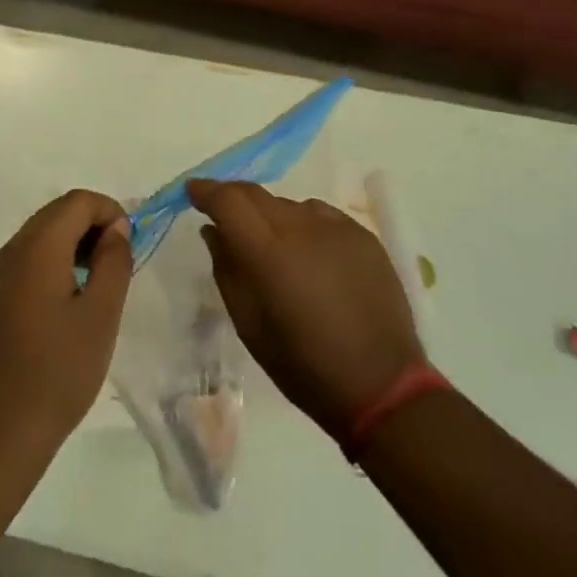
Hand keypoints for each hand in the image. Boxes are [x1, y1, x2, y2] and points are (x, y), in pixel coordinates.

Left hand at [0, 189, 133, 471]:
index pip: (77, 201)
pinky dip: (54, 263)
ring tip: (99, 284)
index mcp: (37, 248)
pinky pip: (27, 261)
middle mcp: (11, 251)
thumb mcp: (100, 315)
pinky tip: (69, 303)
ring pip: (41, 236)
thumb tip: (116, 228)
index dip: (110, 211)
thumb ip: (113, 262)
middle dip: (93, 225)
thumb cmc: (58, 372)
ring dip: (74, 244)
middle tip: (119, 263)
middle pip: (57, 213)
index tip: (131, 245)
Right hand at [190, 179, 424, 441]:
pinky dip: (305, 225)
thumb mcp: (250, 325)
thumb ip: (227, 270)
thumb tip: (213, 231)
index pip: (228, 200)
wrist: (383, 386)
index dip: (206, 191)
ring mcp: (337, 228)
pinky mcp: (364, 235)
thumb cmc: (304, 366)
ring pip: (289, 205)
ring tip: (275, 248)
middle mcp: (301, 227)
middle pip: (257, 194)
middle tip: (225, 217)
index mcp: (268, 252)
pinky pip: (321, 216)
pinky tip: (311, 255)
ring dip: (272, 217)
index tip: (193, 193)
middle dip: (234, 199)